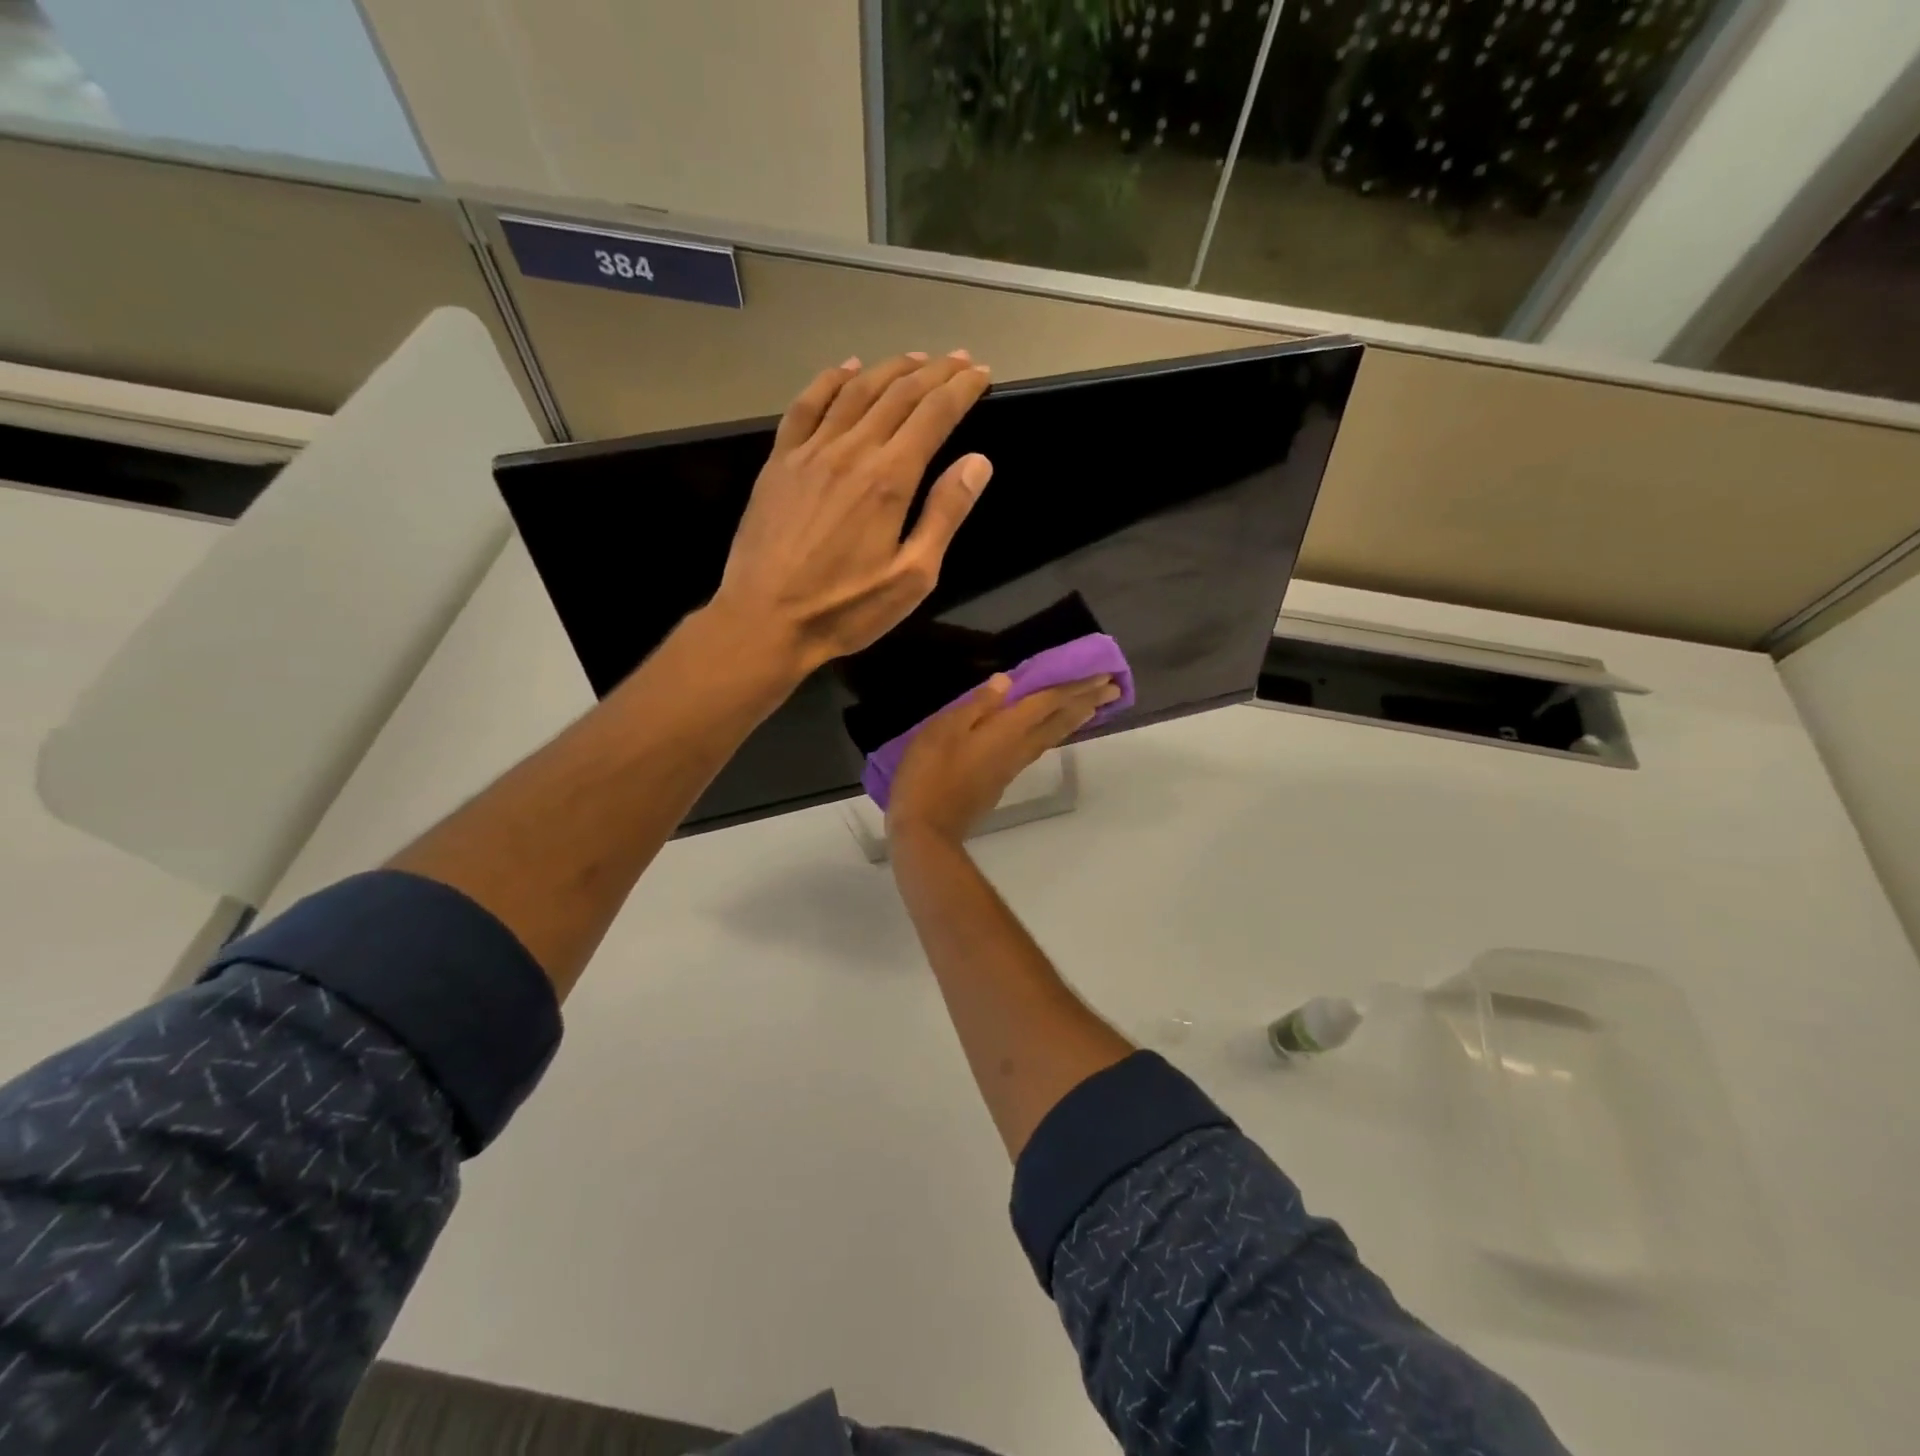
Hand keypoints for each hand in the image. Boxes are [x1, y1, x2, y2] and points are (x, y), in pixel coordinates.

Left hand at [710, 351, 993, 677]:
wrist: (765, 620)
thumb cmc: (845, 609)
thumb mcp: (912, 576)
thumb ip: (944, 515)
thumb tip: (977, 462)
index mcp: (889, 479)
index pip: (933, 415)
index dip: (961, 389)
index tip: (980, 373)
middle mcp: (851, 451)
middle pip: (898, 394)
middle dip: (934, 372)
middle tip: (958, 358)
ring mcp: (810, 452)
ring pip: (855, 391)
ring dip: (889, 368)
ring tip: (914, 358)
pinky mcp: (779, 462)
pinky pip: (806, 406)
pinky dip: (829, 381)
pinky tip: (845, 369)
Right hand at [887, 673, 1121, 843]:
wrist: (926, 829)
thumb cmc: (929, 774)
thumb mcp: (943, 730)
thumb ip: (976, 706)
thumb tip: (1005, 682)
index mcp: (1006, 730)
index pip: (1048, 702)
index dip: (1074, 686)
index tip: (1103, 675)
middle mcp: (1017, 748)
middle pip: (1058, 721)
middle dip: (1085, 702)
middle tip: (1113, 688)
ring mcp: (1011, 767)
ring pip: (1051, 737)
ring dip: (1074, 719)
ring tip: (1092, 706)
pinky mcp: (1001, 780)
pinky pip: (1037, 748)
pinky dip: (1053, 733)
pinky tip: (1050, 731)